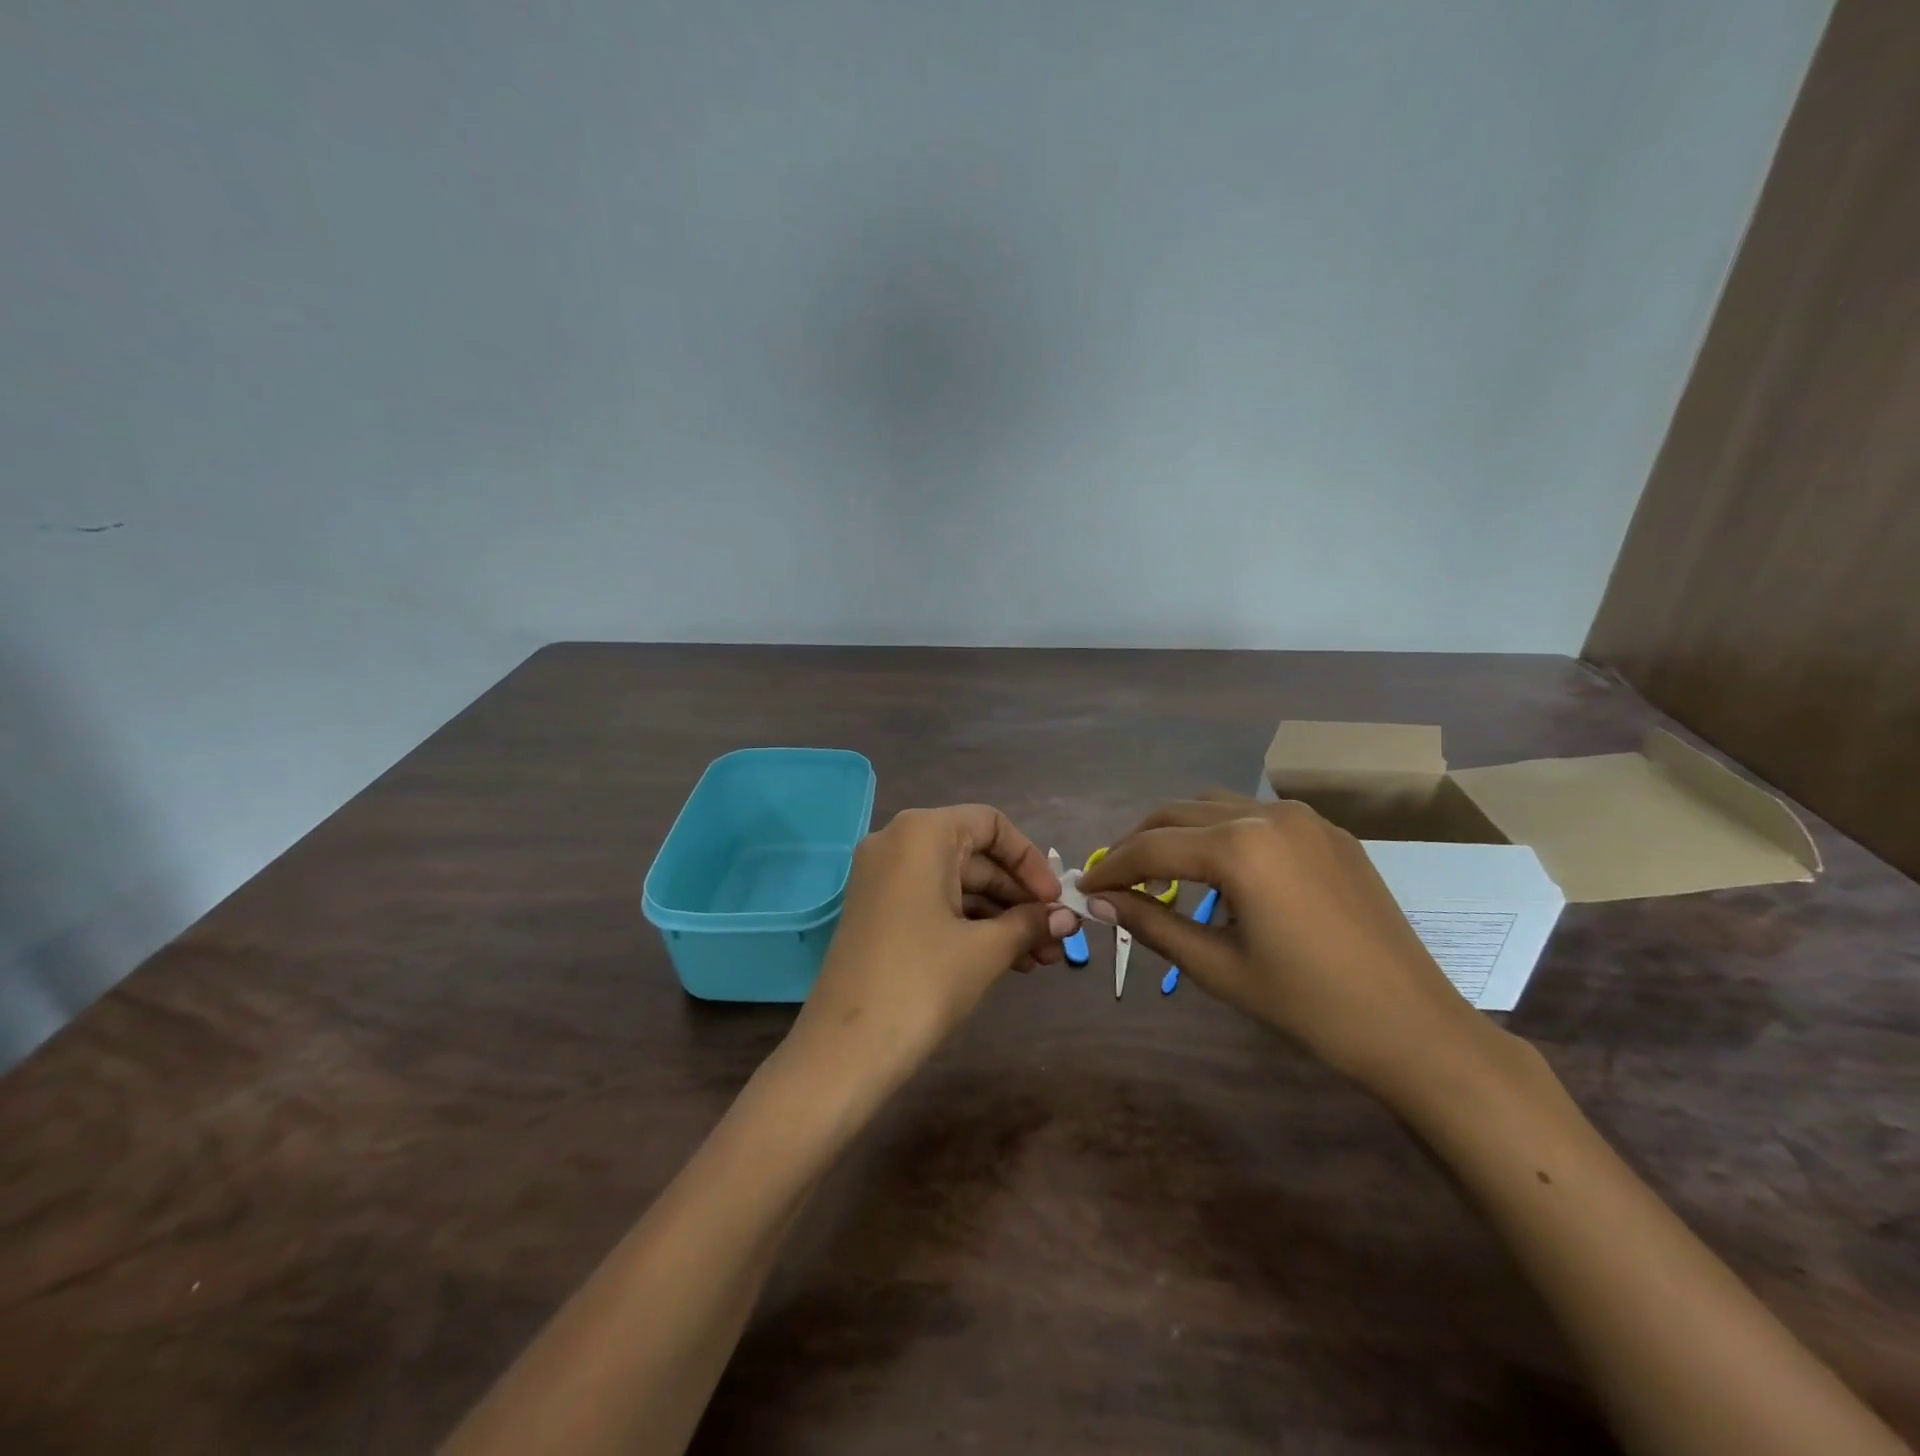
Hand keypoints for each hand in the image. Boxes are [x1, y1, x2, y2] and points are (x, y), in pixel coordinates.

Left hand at [788, 805, 1077, 1093]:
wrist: (845, 1049)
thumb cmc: (923, 983)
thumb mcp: (985, 950)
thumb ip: (1029, 923)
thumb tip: (1068, 918)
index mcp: (921, 833)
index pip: (990, 825)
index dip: (1030, 860)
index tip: (1055, 900)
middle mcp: (897, 843)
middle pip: (975, 856)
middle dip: (1020, 898)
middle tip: (1057, 937)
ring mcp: (882, 878)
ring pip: (956, 885)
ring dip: (1001, 917)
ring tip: (1041, 959)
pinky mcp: (878, 912)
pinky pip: (934, 903)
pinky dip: (970, 925)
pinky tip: (1008, 960)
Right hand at [1077, 793, 1502, 1101]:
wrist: (1414, 1027)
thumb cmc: (1308, 1006)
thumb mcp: (1218, 967)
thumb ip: (1152, 923)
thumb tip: (1100, 901)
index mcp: (1240, 848)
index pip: (1152, 848)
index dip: (1112, 867)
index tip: (1084, 887)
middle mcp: (1268, 815)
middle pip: (1177, 812)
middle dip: (1138, 842)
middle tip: (1115, 879)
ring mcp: (1304, 818)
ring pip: (1215, 806)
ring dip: (1178, 832)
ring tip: (1160, 872)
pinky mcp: (1328, 831)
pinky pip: (1255, 816)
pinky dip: (1220, 833)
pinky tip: (1219, 872)